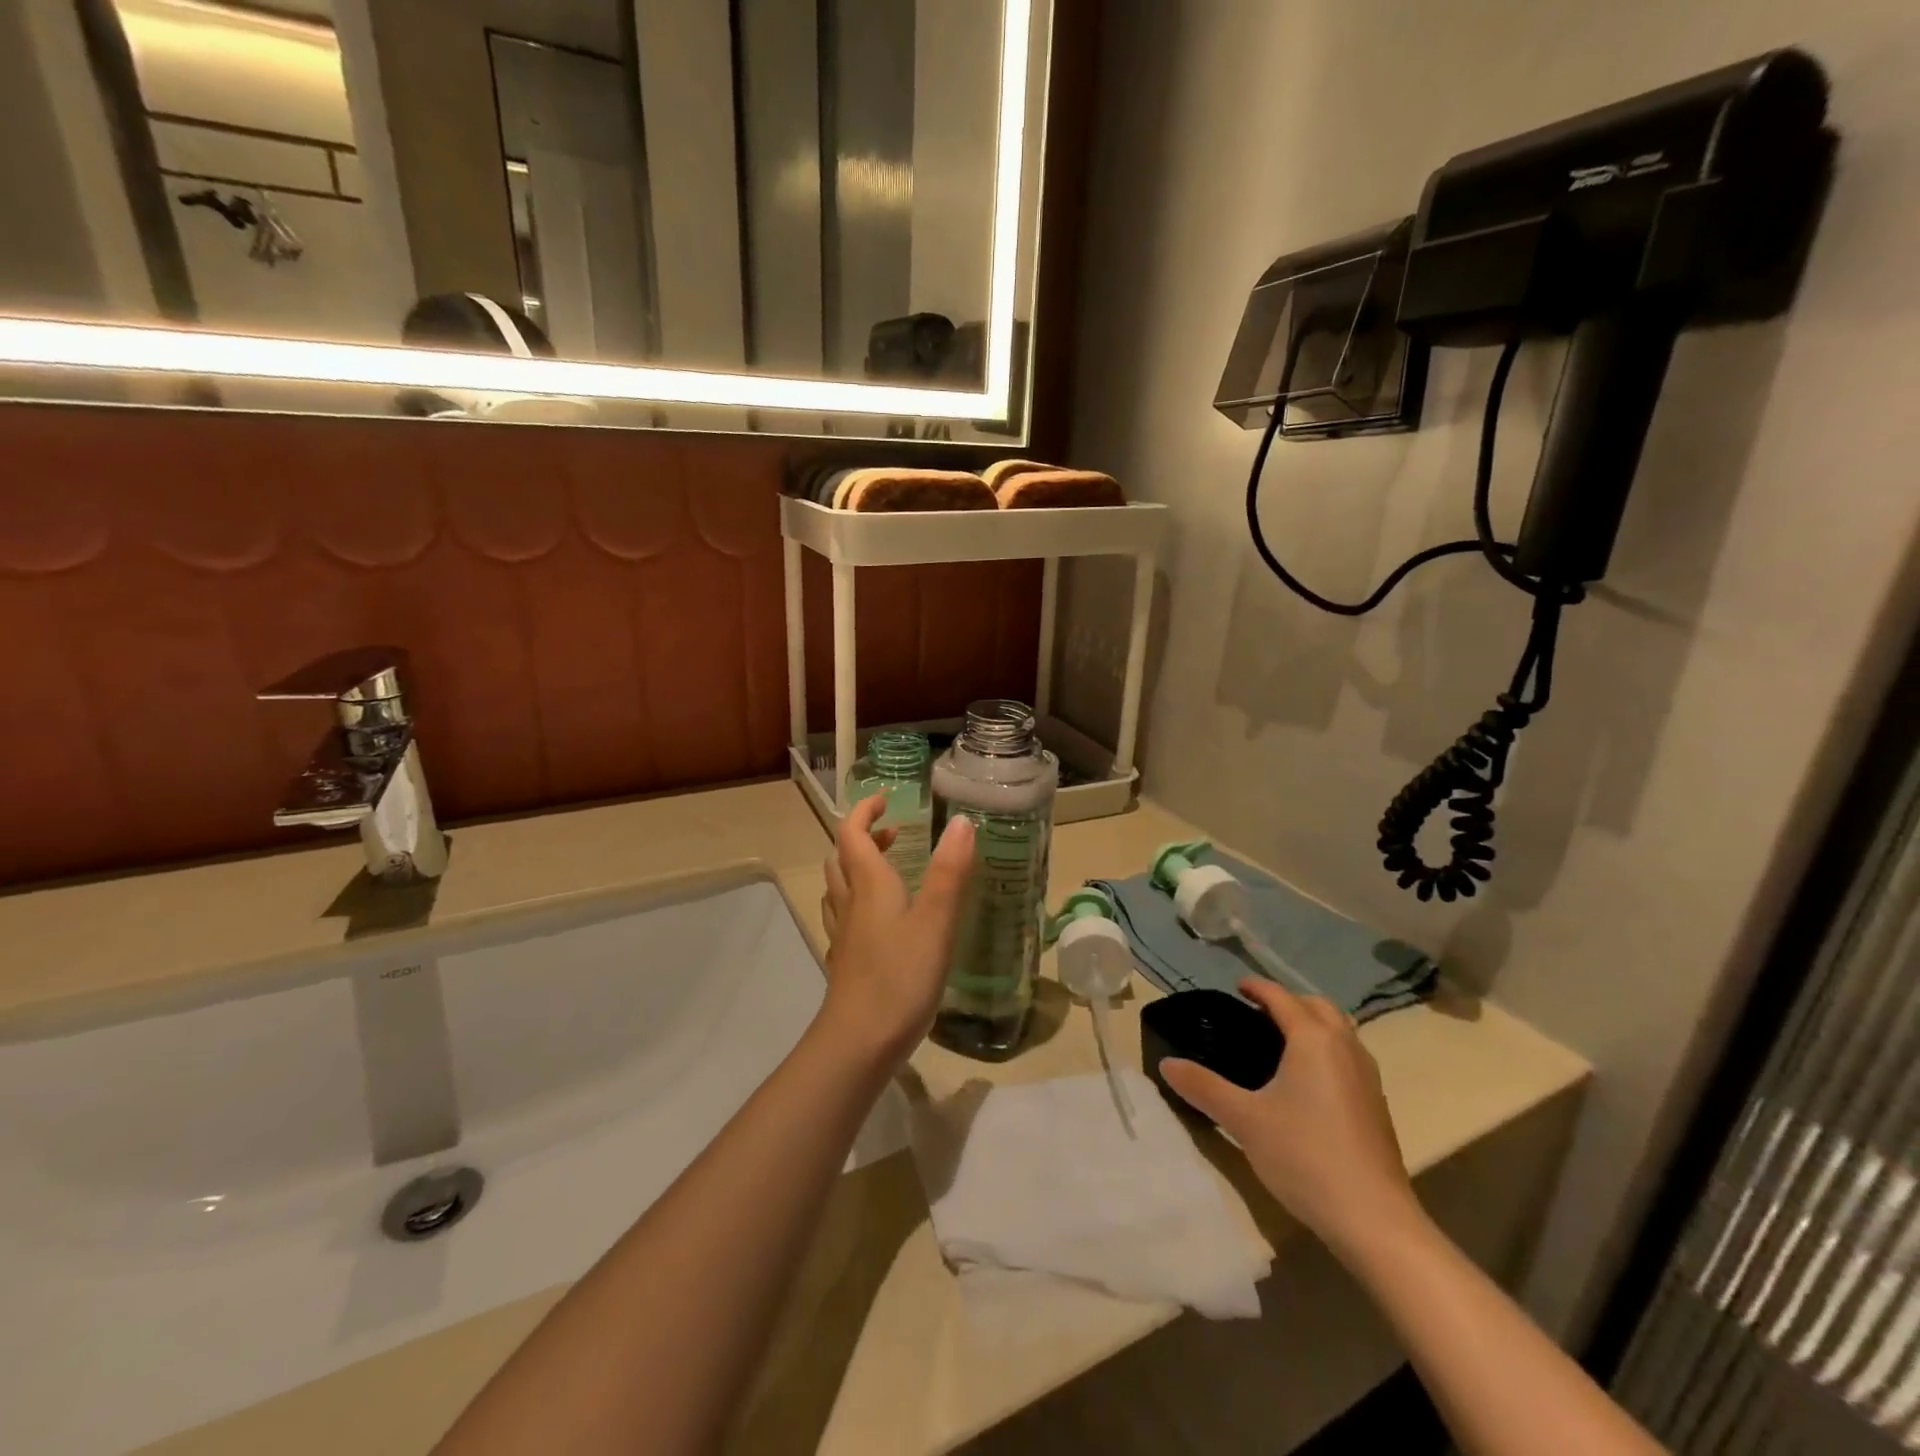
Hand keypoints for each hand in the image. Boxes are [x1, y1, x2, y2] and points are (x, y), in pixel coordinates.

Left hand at [818, 795, 974, 1063]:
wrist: (858, 1043)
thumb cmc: (900, 976)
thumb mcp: (936, 920)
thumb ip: (949, 871)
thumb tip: (961, 820)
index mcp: (869, 884)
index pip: (853, 833)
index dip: (865, 811)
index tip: (886, 799)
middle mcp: (850, 903)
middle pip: (842, 858)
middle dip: (864, 838)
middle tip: (895, 835)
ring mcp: (843, 935)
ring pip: (839, 888)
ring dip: (857, 869)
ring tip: (888, 871)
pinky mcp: (845, 962)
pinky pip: (844, 918)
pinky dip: (859, 904)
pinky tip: (881, 923)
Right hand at [1161, 978, 1424, 1260]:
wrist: (1374, 1220)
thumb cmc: (1304, 1156)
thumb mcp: (1244, 1120)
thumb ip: (1203, 1087)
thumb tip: (1166, 1064)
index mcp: (1313, 1039)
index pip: (1281, 996)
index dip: (1257, 987)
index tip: (1236, 987)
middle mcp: (1345, 1047)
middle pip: (1317, 1006)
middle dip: (1288, 1001)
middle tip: (1256, 1013)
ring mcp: (1367, 1076)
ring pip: (1339, 1030)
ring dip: (1312, 1024)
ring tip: (1280, 1042)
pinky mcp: (1376, 1104)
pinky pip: (1348, 1056)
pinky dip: (1326, 1049)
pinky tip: (1307, 1081)